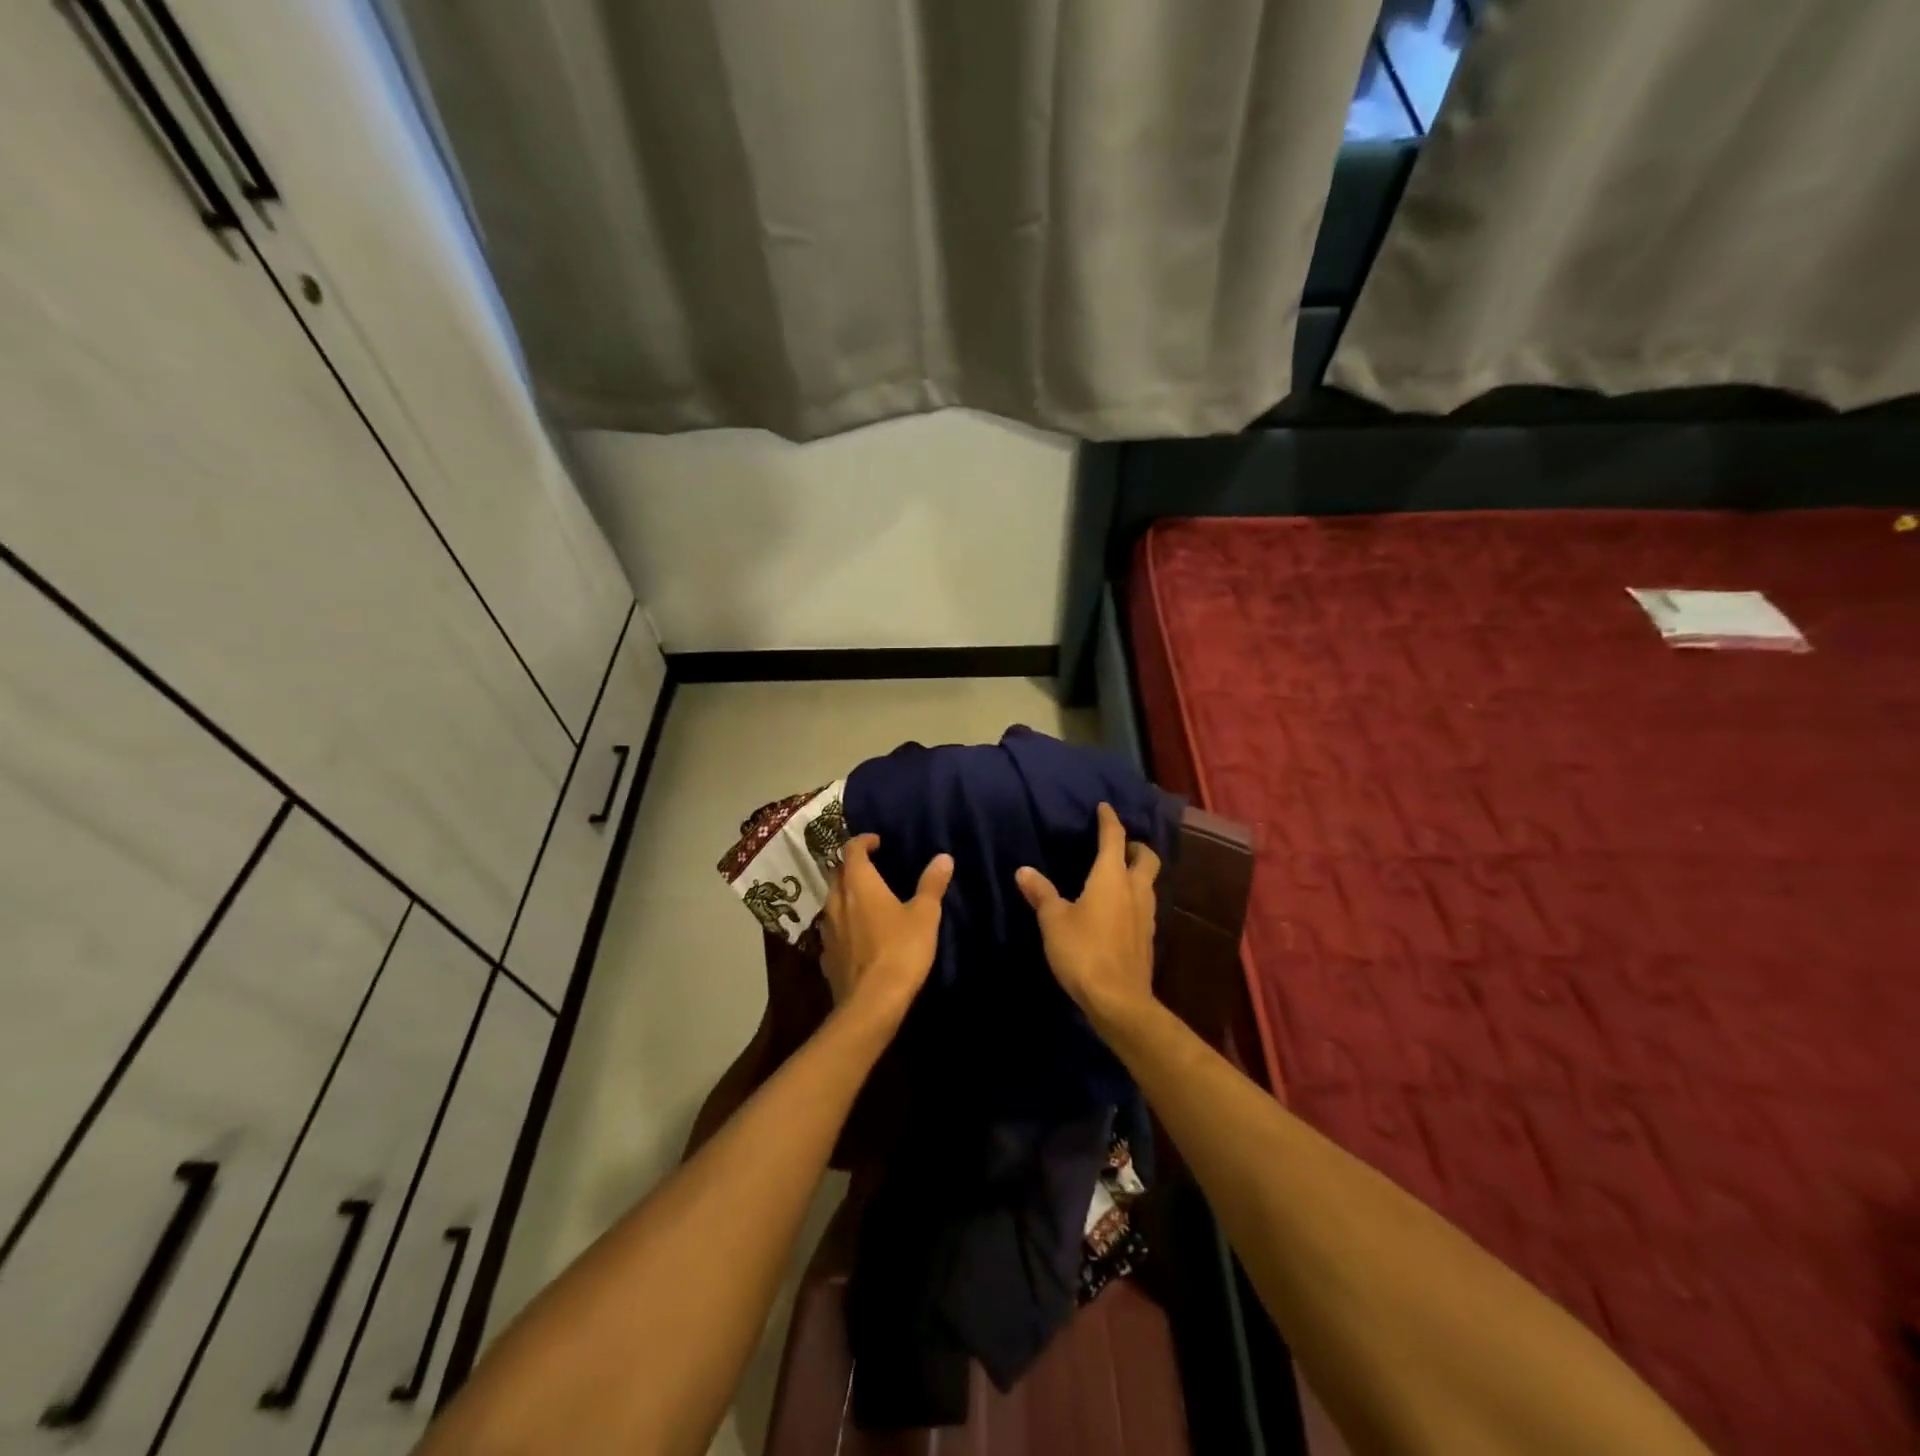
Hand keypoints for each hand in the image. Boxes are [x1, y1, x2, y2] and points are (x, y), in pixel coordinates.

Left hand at [819, 834, 952, 1028]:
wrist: (871, 1003)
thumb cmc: (901, 950)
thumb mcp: (925, 915)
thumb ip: (932, 884)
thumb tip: (943, 857)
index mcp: (859, 883)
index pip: (852, 849)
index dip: (863, 841)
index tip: (877, 842)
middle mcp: (836, 901)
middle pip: (837, 873)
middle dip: (852, 867)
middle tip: (873, 868)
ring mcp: (827, 930)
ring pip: (832, 902)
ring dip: (846, 895)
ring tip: (867, 900)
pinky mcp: (826, 956)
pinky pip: (832, 930)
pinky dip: (844, 924)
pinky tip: (858, 935)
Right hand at [1015, 802, 1159, 1028]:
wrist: (1118, 1000)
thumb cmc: (1083, 951)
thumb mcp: (1054, 920)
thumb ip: (1041, 893)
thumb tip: (1024, 871)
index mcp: (1112, 877)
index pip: (1114, 837)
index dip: (1109, 820)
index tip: (1104, 807)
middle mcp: (1135, 889)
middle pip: (1147, 857)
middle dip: (1135, 846)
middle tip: (1118, 846)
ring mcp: (1146, 914)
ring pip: (1149, 882)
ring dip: (1137, 873)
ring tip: (1117, 875)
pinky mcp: (1148, 937)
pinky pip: (1145, 905)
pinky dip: (1135, 897)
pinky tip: (1119, 909)